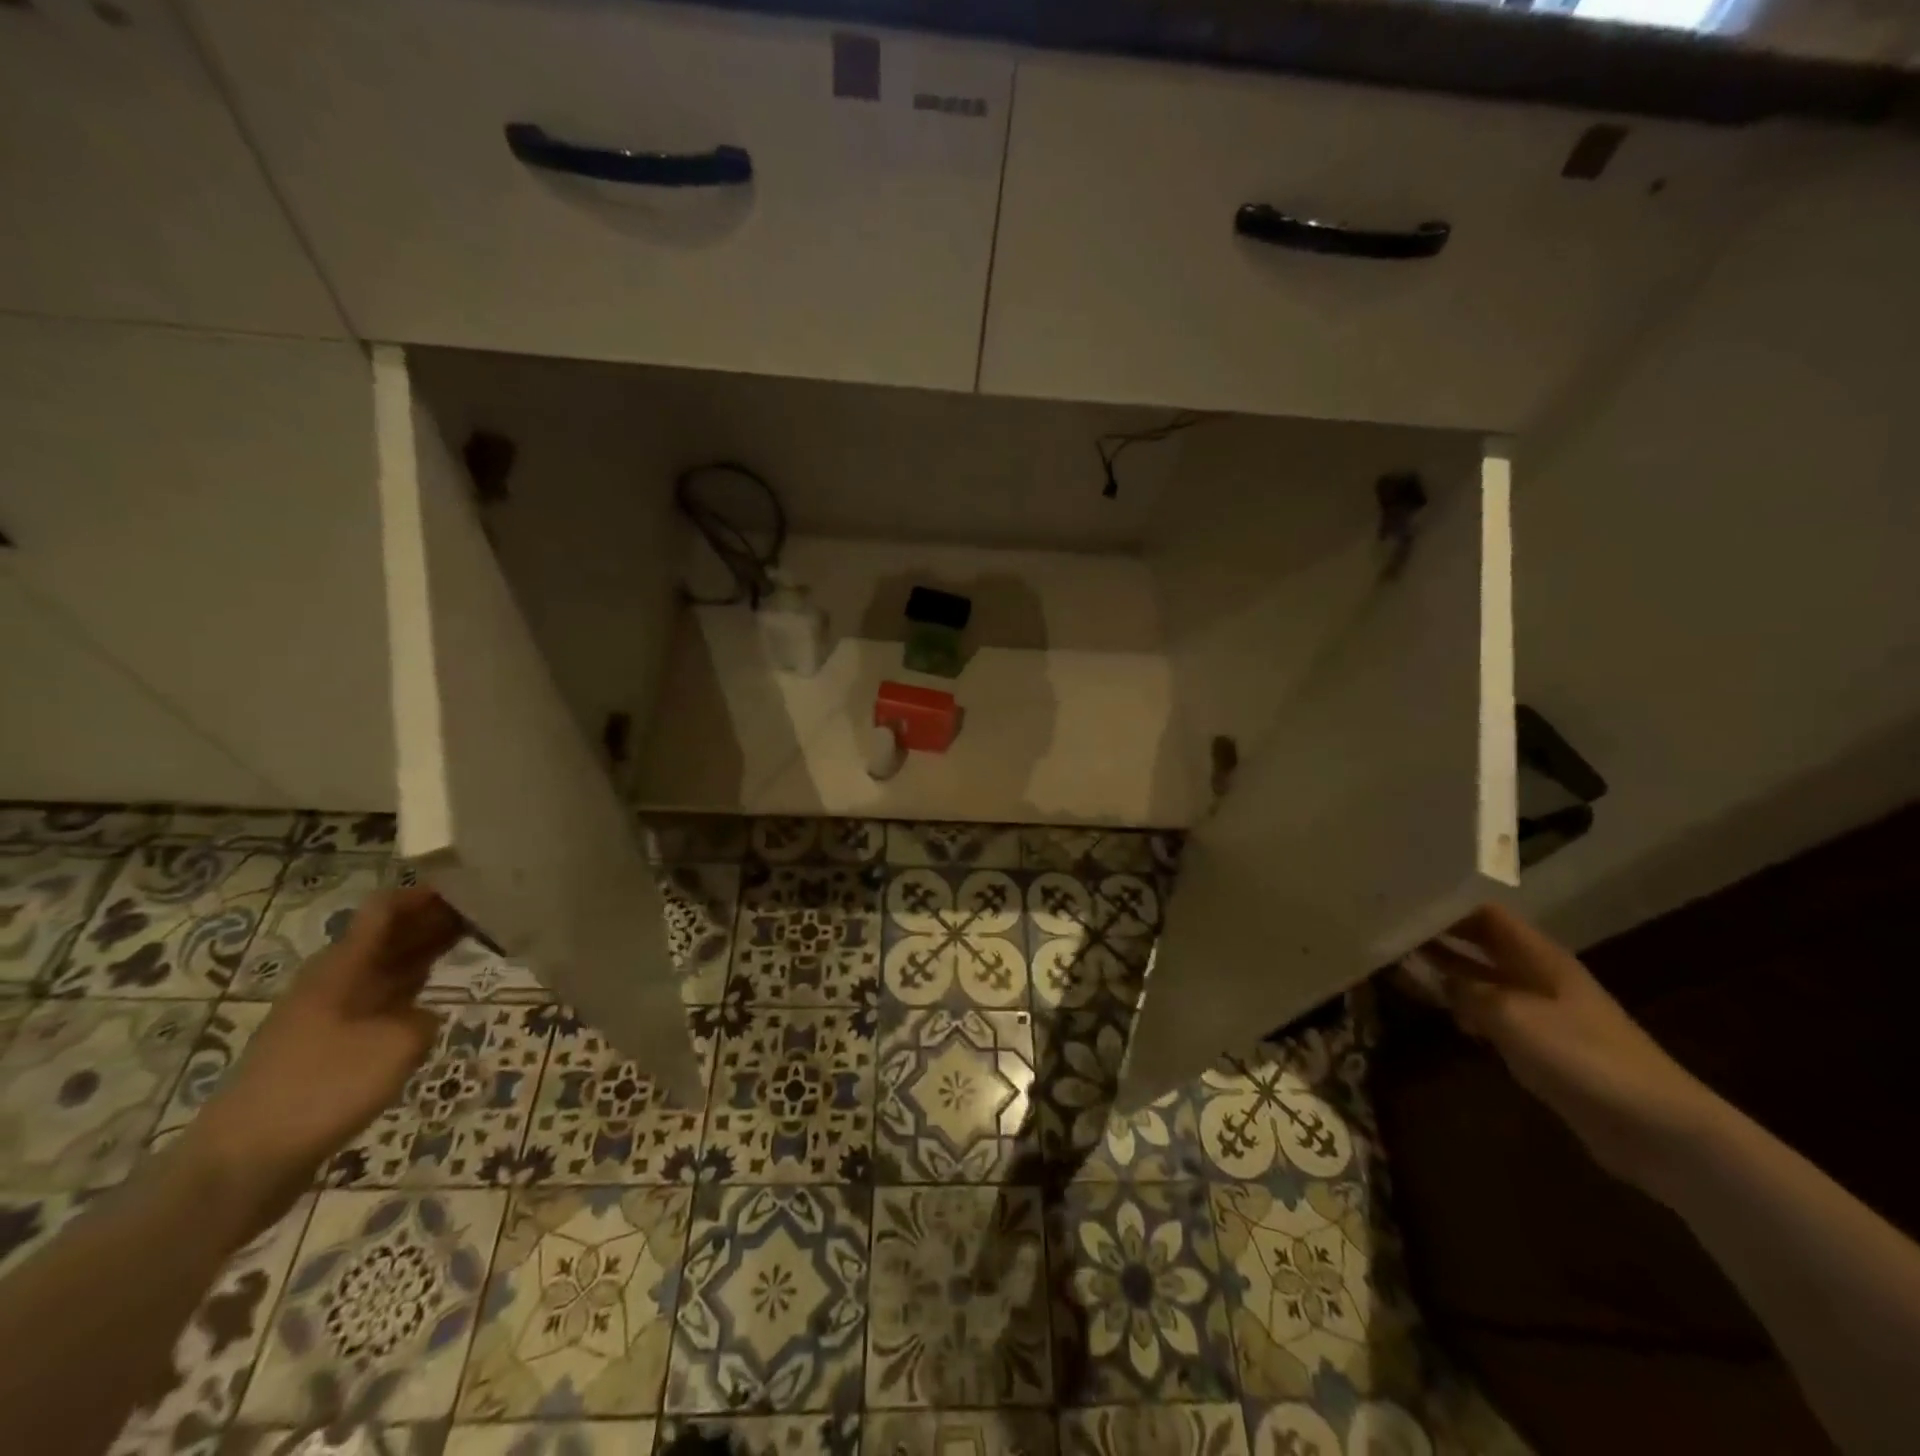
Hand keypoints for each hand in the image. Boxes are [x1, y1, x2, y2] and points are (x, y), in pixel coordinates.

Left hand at [188, 887, 460, 1223]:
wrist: (243, 1164)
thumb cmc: (322, 1090)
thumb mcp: (396, 1046)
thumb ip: (422, 1020)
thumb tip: (420, 1018)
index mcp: (342, 968)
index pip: (384, 910)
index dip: (424, 894)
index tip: (471, 885)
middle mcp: (334, 982)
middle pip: (388, 936)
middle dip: (433, 920)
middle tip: (488, 911)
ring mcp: (329, 1015)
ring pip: (385, 968)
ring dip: (424, 953)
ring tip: (474, 942)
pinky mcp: (329, 1047)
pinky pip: (379, 1002)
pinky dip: (411, 991)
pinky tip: (436, 1000)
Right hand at [1403, 903, 1722, 1198]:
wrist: (1658, 1131)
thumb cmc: (1586, 1059)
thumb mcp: (1513, 1017)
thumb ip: (1469, 991)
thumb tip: (1436, 977)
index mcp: (1539, 958)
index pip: (1485, 914)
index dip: (1447, 904)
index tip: (1403, 901)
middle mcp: (1538, 977)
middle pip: (1481, 944)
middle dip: (1439, 935)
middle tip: (1388, 929)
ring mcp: (1541, 1013)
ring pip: (1482, 979)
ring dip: (1446, 971)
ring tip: (1397, 963)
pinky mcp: (1542, 1047)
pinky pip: (1491, 1015)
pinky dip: (1463, 1008)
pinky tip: (1439, 1012)